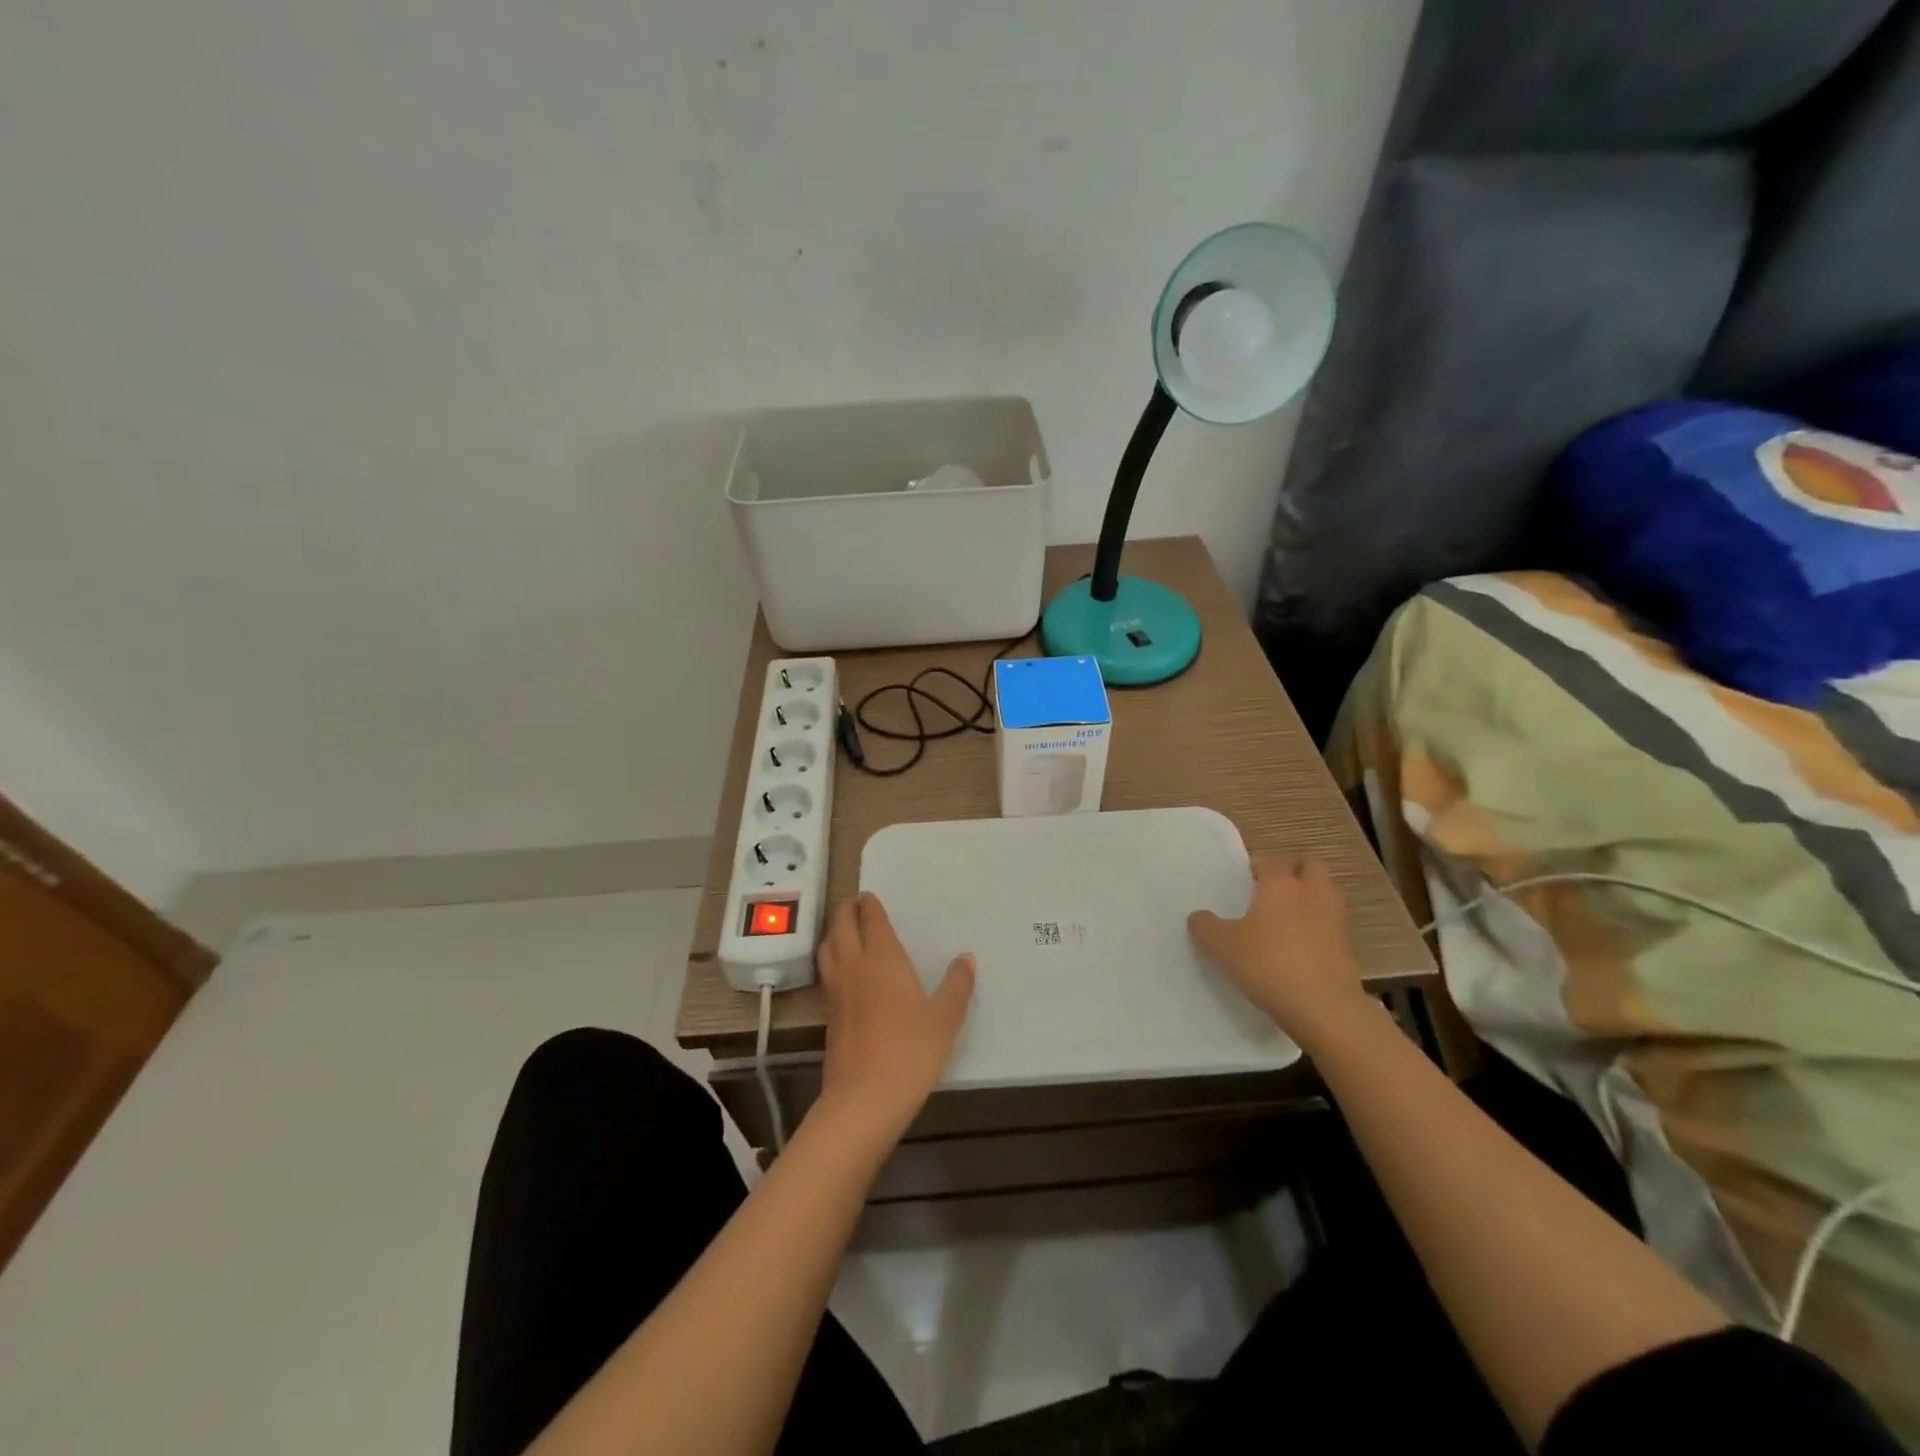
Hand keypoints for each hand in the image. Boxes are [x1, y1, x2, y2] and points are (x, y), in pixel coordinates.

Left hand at [815, 893, 974, 1143]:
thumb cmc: (910, 1051)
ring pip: (827, 948)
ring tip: (844, 930)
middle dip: (847, 910)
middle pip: (842, 927)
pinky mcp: (828, 1015)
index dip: (869, 905)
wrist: (864, 1099)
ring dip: (834, 932)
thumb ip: (956, 985)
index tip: (869, 895)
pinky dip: (831, 959)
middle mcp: (855, 966)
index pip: (871, 920)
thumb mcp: (945, 1018)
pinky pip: (826, 972)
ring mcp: (836, 991)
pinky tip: (843, 971)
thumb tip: (966, 958)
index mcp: (883, 958)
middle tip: (856, 903)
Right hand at [1188, 855, 1372, 1048]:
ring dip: (1310, 900)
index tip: (1243, 880)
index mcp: (1280, 885)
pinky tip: (1298, 950)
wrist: (1325, 1009)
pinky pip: (1330, 927)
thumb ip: (1206, 927)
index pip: (1270, 860)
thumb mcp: (1222, 947)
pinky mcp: (1348, 949)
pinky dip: (1318, 931)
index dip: (1257, 866)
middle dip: (1295, 871)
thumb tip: (1198, 916)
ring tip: (1286, 920)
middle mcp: (1311, 894)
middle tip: (1272, 890)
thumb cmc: (1268, 964)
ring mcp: (1335, 921)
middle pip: (1312, 866)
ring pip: (1326, 895)